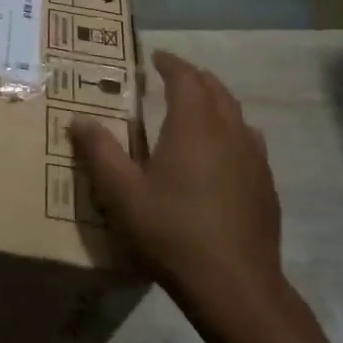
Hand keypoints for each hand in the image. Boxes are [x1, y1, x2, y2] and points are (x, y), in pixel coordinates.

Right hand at [71, 51, 306, 333]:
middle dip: (194, 78)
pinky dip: (230, 131)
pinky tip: (219, 154)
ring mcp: (254, 157)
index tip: (156, 58)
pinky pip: (248, 141)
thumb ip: (99, 152)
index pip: (186, 78)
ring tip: (194, 111)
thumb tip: (78, 119)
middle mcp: (229, 131)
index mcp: (194, 125)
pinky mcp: (265, 183)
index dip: (171, 63)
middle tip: (171, 79)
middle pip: (215, 89)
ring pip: (236, 114)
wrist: (234, 284)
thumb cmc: (171, 232)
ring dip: (215, 103)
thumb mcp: (122, 193)